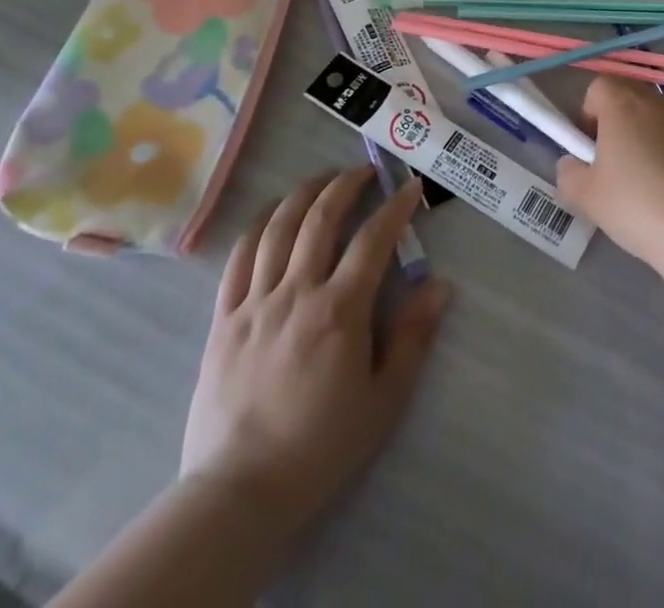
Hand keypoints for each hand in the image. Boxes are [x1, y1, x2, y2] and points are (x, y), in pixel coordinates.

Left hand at [179, 166, 451, 531]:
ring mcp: (254, 303)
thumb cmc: (320, 447)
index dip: (395, 207)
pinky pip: (238, 258)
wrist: (238, 493)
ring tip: (322, 180)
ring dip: (303, 194)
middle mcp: (296, 292)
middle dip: (346, 185)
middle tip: (364, 171)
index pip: (373, 239)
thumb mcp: (383, 400)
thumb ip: (413, 337)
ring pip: (277, 227)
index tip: (410, 187)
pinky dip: (258, 226)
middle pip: (320, 218)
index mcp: (339, 311)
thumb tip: (441, 285)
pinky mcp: (223, 319)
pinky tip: (271, 215)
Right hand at [555, 77, 663, 269]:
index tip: (590, 148)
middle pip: (629, 98)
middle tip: (614, 165)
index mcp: (622, 104)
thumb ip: (569, 174)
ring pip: (658, 118)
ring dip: (648, 138)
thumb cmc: (637, 204)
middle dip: (618, 124)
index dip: (589, 113)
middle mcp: (656, 101)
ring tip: (648, 183)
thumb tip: (572, 165)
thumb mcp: (586, 197)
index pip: (598, 86)